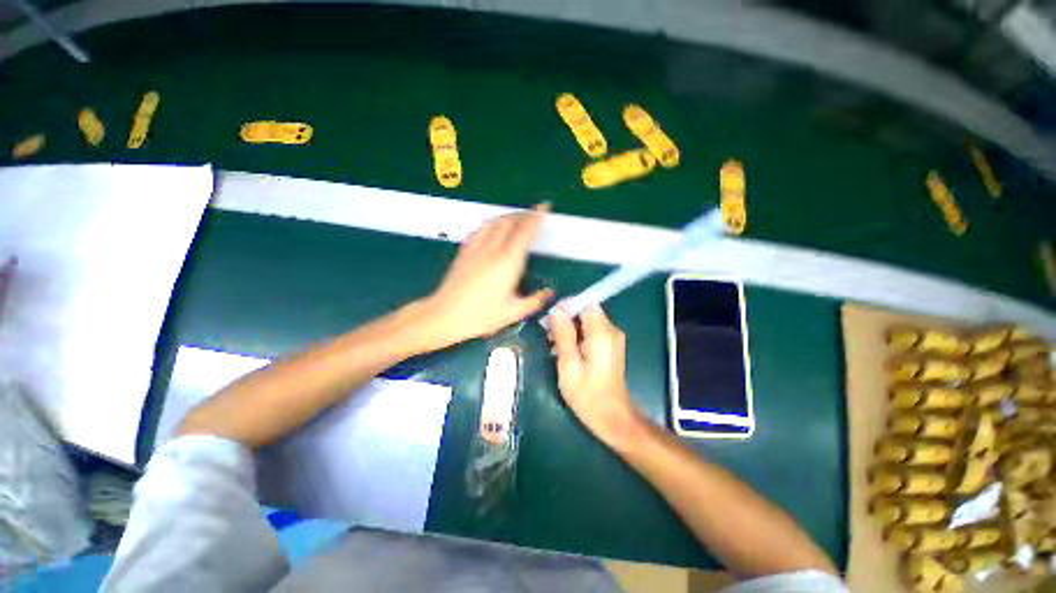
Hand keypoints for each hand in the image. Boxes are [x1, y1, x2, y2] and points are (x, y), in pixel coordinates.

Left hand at [419, 204, 552, 349]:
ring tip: (516, 218)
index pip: (525, 232)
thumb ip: (534, 301)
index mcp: (508, 263)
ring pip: (494, 223)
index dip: (536, 217)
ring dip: (508, 217)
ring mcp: (477, 249)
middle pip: (510, 223)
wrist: (444, 315)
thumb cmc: (480, 316)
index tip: (544, 207)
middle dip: (524, 215)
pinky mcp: (464, 252)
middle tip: (534, 214)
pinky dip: (490, 224)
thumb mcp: (512, 313)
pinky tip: (492, 228)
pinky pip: (479, 230)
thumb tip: (550, 293)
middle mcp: (493, 250)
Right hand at [547, 306, 645, 451]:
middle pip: (586, 312)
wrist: (612, 418)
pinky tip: (565, 351)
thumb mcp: (568, 364)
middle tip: (548, 334)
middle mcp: (611, 331)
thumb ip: (563, 334)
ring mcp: (613, 339)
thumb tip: (556, 311)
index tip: (550, 319)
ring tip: (553, 344)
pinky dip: (578, 337)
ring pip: (588, 323)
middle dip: (566, 319)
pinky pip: (592, 333)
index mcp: (602, 333)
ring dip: (570, 329)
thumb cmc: (587, 394)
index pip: (585, 304)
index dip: (566, 307)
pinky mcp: (611, 347)